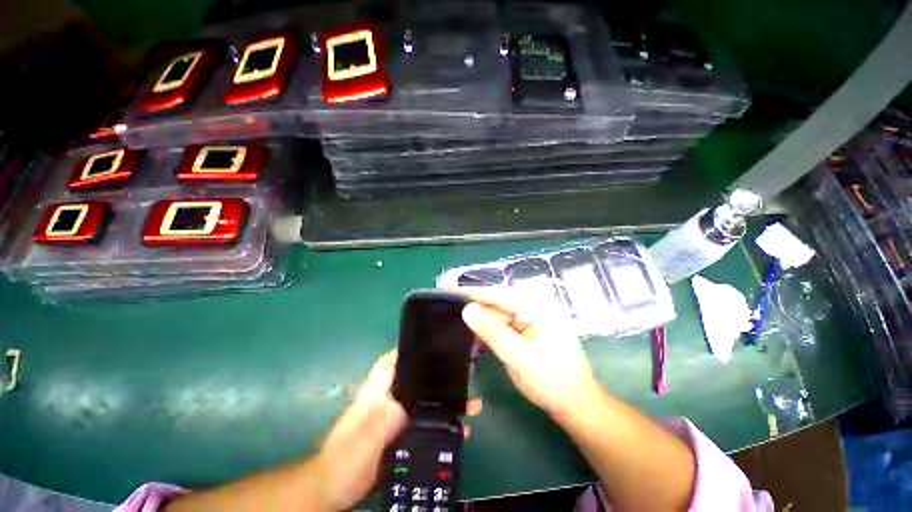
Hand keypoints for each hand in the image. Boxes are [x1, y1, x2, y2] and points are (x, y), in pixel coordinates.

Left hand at [317, 350, 481, 510]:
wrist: (336, 491)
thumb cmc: (346, 457)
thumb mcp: (366, 434)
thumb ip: (388, 415)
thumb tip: (414, 400)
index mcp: (378, 392)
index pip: (395, 361)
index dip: (413, 351)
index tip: (435, 346)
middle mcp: (390, 400)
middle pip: (418, 382)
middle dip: (441, 379)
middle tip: (465, 376)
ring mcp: (397, 420)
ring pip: (426, 404)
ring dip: (447, 404)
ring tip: (472, 405)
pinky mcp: (403, 437)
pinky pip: (427, 426)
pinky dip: (444, 426)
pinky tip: (460, 431)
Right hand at [460, 288, 599, 420]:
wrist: (573, 406)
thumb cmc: (553, 380)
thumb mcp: (521, 357)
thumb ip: (493, 332)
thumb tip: (466, 309)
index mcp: (536, 307)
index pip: (499, 295)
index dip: (473, 292)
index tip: (448, 290)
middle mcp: (530, 309)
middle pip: (495, 304)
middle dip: (472, 306)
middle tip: (444, 306)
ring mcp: (525, 322)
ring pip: (495, 316)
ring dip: (476, 319)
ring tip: (450, 317)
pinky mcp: (520, 334)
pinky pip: (498, 328)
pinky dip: (484, 331)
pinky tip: (467, 333)